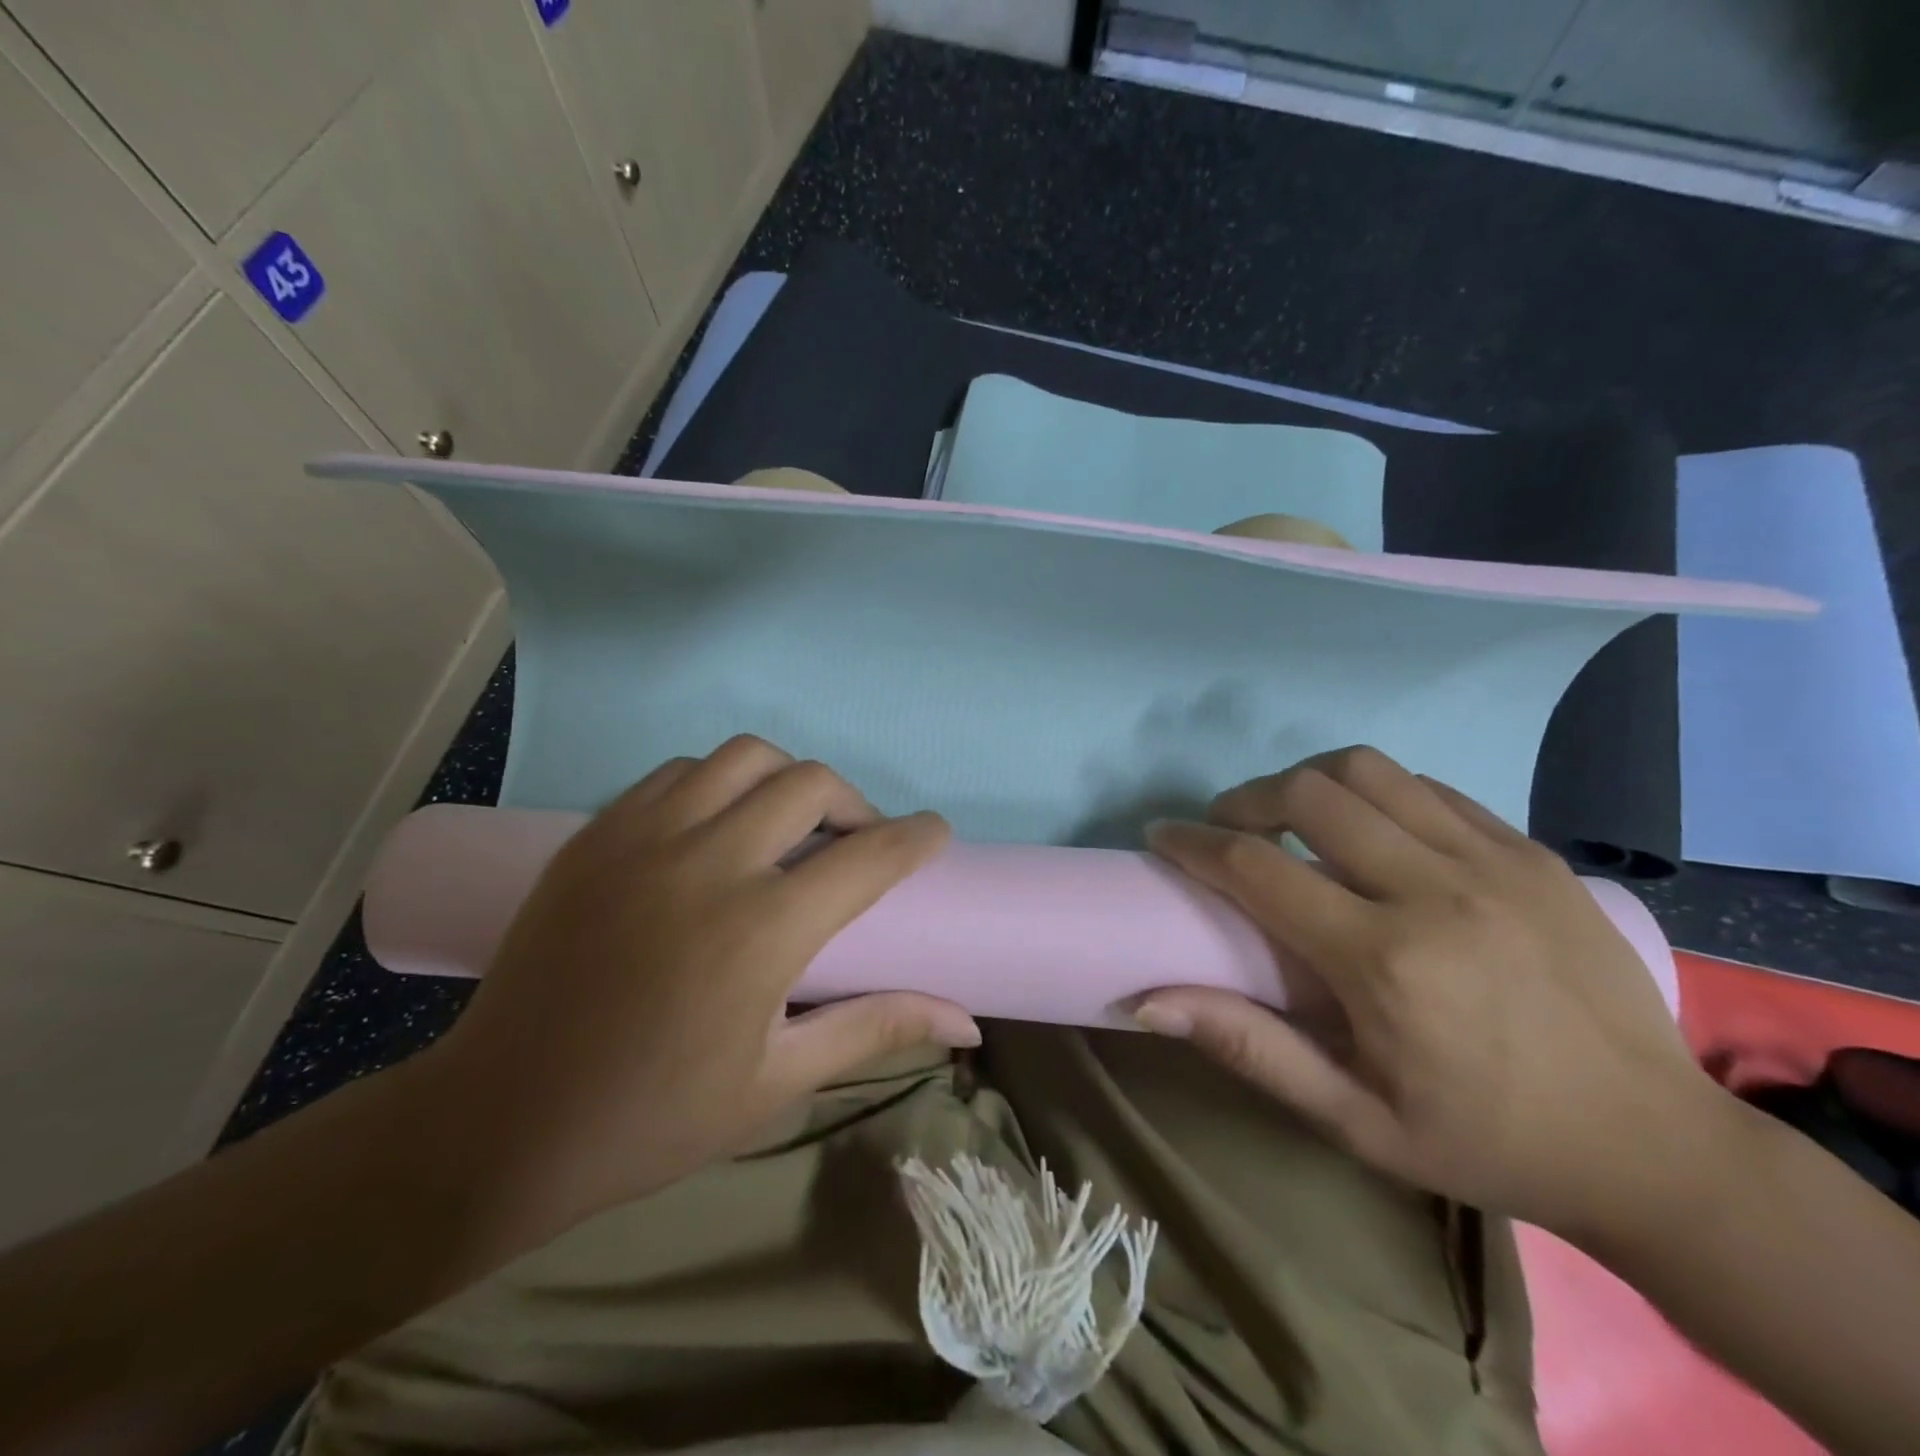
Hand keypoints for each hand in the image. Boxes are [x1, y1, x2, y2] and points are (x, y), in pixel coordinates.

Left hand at [429, 735, 979, 1230]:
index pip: (869, 855)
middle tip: (857, 844)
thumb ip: (875, 1029)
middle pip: (811, 783)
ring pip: (743, 757)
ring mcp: (644, 837)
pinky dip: (719, 783)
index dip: (916, 837)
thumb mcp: (778, 1082)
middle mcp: (708, 861)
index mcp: (762, 929)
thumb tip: (966, 1021)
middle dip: (855, 804)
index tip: (935, 833)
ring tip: (787, 827)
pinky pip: (679, 773)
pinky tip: (717, 828)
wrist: (499, 1120)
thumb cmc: (653, 1116)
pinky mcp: (597, 833)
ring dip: (786, 780)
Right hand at [1134, 746, 1721, 1238]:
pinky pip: (1429, 788)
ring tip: (1291, 819)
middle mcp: (1434, 890)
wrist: (1657, 1148)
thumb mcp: (1354, 1121)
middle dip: (1246, 799)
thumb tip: (1147, 999)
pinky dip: (1375, 793)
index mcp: (1383, 961)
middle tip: (1228, 829)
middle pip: (1308, 793)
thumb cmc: (1486, 1140)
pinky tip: (1368, 830)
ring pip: (1369, 770)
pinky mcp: (1532, 852)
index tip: (1161, 836)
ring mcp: (1493, 861)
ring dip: (1308, 782)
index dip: (1193, 843)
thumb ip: (1248, 1047)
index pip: (1255, 867)